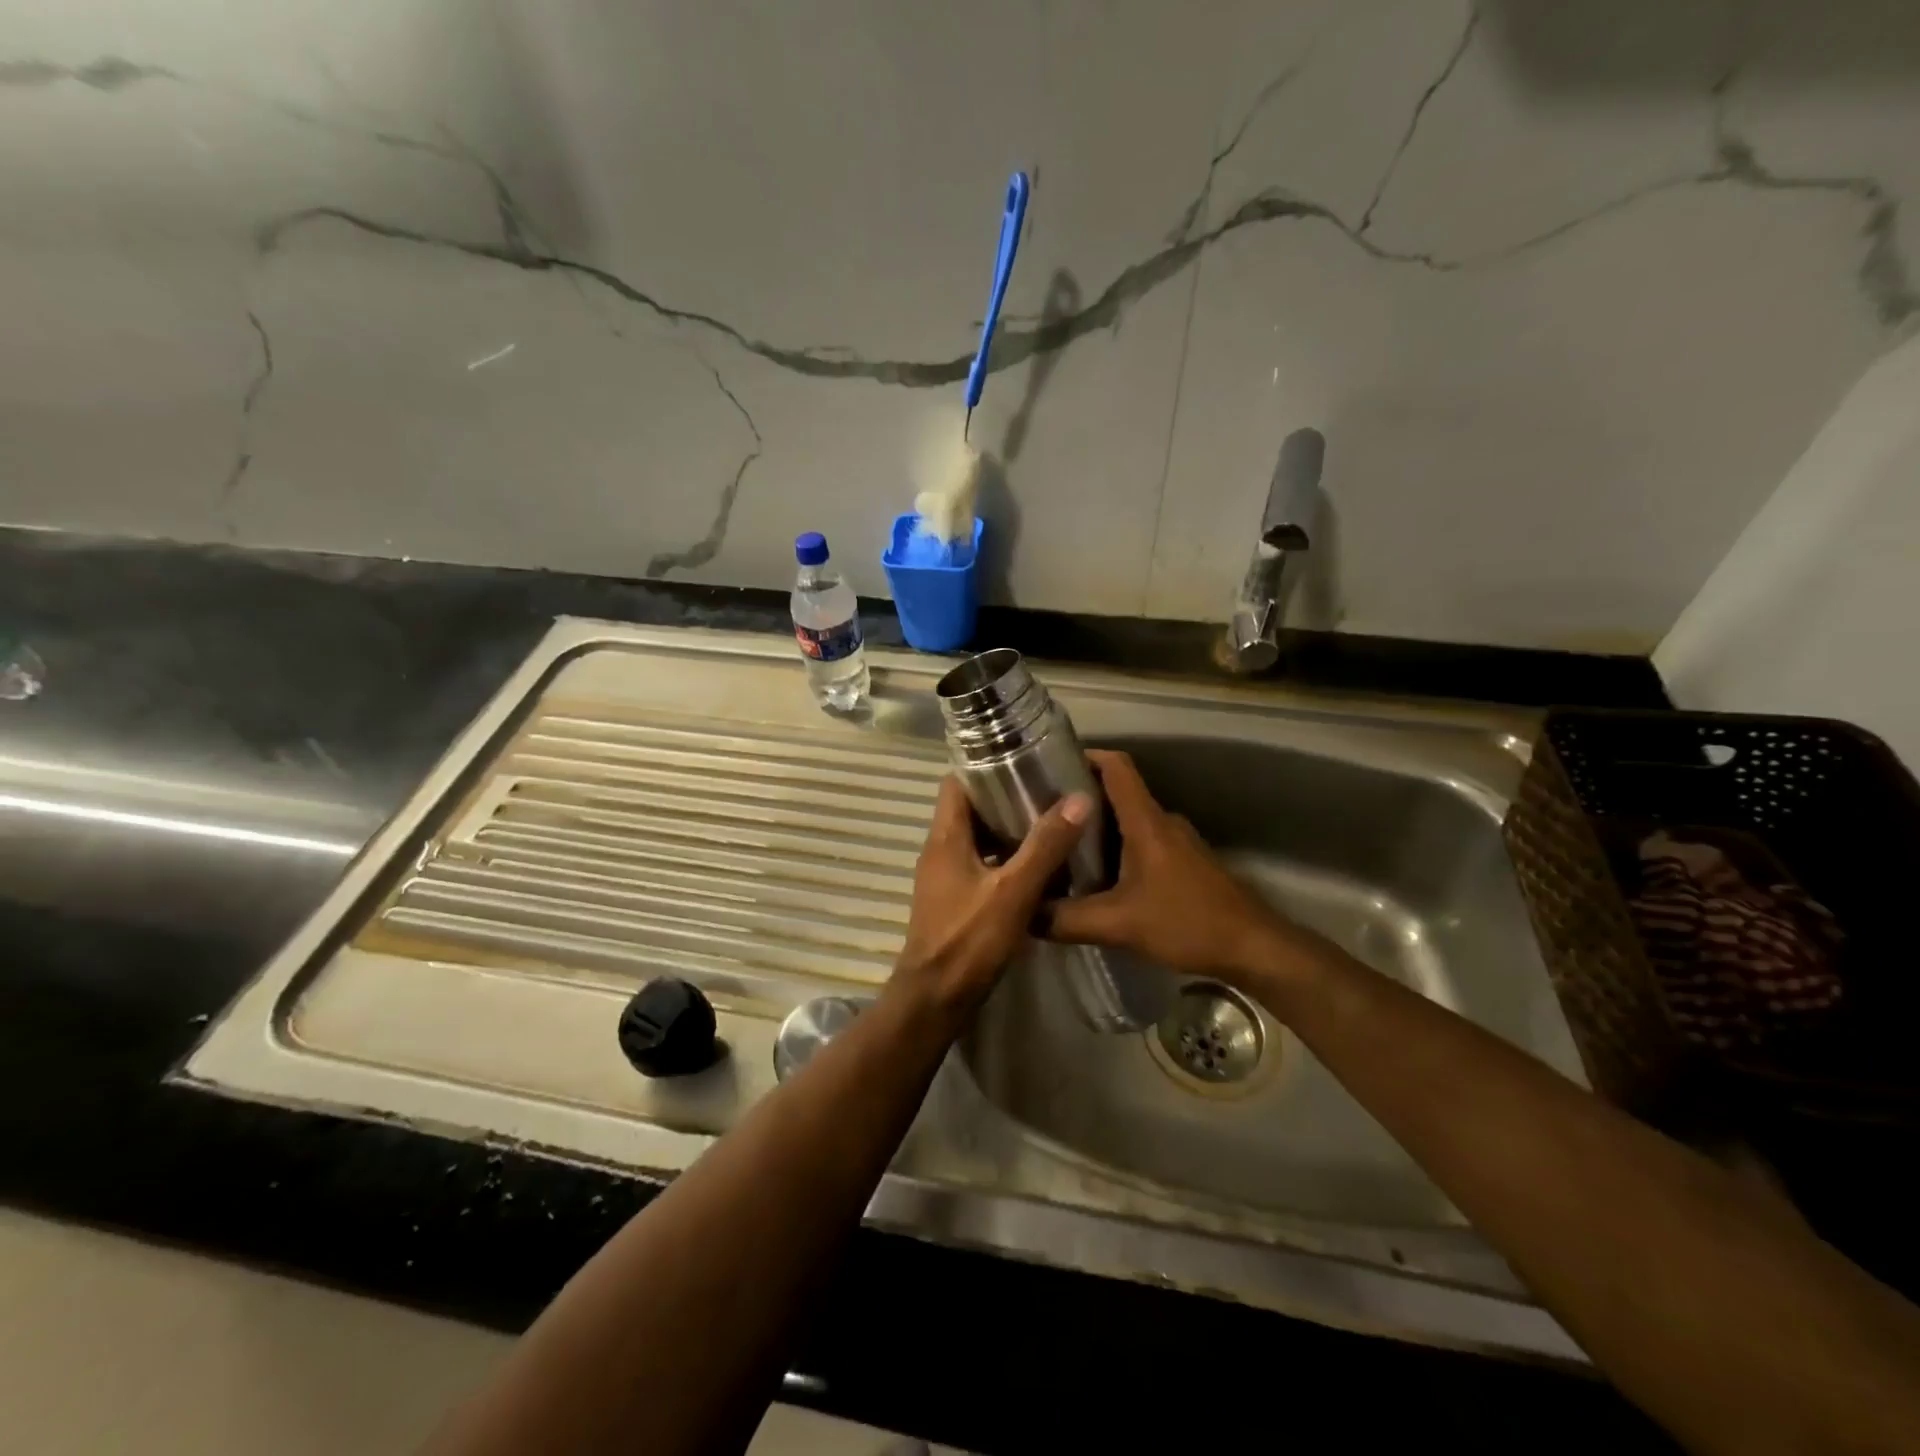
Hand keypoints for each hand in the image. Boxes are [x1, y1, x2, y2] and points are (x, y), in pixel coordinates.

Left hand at [892, 777, 1094, 1018]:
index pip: (957, 783)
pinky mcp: (954, 900)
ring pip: (978, 839)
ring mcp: (945, 877)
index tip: (1025, 761)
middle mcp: (940, 850)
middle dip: (1006, 798)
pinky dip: (1005, 860)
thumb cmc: (968, 940)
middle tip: (1049, 792)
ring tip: (1051, 825)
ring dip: (1009, 831)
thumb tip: (1078, 798)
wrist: (934, 999)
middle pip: (970, 809)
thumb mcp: (1013, 891)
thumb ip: (1045, 846)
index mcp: (945, 837)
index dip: (986, 767)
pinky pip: (981, 866)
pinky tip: (1038, 869)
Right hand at [1044, 749, 1305, 984]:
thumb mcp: (1118, 925)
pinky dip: (1117, 850)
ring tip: (1060, 847)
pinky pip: (1142, 843)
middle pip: (1117, 793)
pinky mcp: (1185, 863)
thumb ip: (1066, 920)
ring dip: (1097, 828)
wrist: (1253, 948)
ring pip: (1129, 821)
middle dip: (1079, 799)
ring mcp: (1177, 842)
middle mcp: (1162, 822)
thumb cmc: (1187, 922)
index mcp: (1146, 822)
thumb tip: (1023, 914)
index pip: (1116, 766)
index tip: (1051, 764)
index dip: (1085, 756)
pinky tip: (1098, 879)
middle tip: (1041, 816)